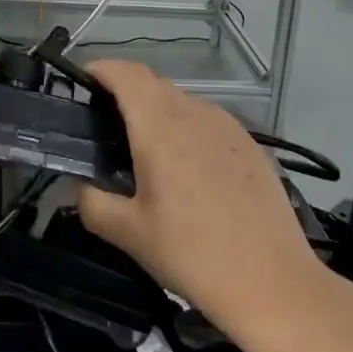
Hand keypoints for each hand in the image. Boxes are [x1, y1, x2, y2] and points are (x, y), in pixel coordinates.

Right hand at [76, 61, 320, 330]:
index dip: (100, 69)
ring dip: (157, 110)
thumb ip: (92, 202)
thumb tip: (79, 186)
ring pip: (182, 100)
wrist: (272, 282)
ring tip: (145, 150)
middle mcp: (195, 114)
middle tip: (104, 125)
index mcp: (160, 127)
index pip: (126, 73)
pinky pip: (208, 120)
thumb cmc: (192, 254)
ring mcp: (228, 126)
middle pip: (152, 83)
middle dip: (124, 92)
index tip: (81, 83)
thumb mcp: (129, 234)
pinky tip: (187, 169)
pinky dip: (186, 127)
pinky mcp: (251, 144)